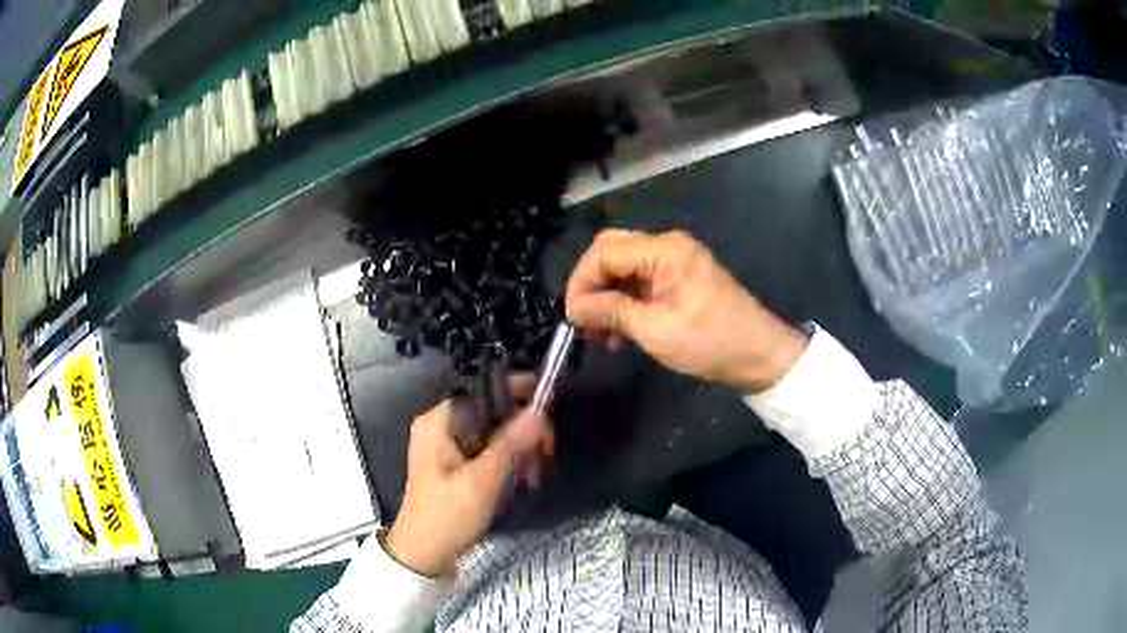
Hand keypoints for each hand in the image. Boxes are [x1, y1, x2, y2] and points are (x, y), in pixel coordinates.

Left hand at [385, 388, 552, 576]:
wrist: (424, 554)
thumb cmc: (447, 516)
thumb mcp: (482, 480)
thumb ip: (510, 443)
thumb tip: (539, 411)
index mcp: (438, 422)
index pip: (483, 391)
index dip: (517, 394)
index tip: (549, 409)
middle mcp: (440, 426)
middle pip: (491, 412)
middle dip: (522, 430)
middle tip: (545, 455)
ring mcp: (446, 446)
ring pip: (493, 432)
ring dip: (518, 449)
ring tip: (535, 474)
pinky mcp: (454, 464)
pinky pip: (487, 449)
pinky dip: (506, 460)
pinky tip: (522, 478)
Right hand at [566, 229, 806, 392]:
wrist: (759, 355)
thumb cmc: (709, 342)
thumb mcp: (654, 330)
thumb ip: (610, 311)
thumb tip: (574, 307)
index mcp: (664, 250)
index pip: (604, 252)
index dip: (581, 282)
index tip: (572, 317)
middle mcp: (668, 245)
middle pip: (612, 252)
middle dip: (592, 286)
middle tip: (585, 322)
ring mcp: (676, 260)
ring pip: (624, 267)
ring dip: (608, 296)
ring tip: (603, 335)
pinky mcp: (681, 277)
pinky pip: (642, 280)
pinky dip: (626, 301)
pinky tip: (622, 329)